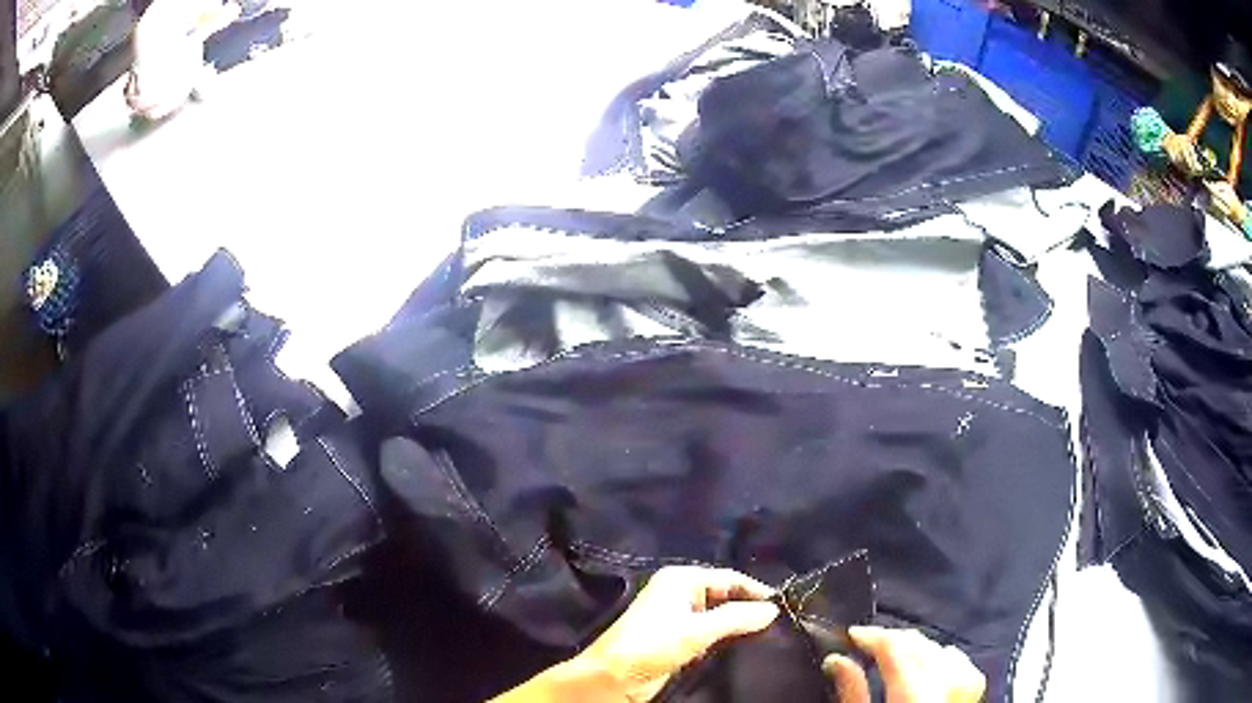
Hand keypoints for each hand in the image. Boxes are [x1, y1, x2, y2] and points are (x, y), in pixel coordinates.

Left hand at [492, 566, 778, 702]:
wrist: (612, 677)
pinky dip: (726, 637)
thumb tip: (774, 609)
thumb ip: (737, 618)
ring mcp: (678, 616)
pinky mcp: (677, 638)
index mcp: (681, 579)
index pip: (729, 578)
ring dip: (739, 625)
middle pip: (725, 595)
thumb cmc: (652, 645)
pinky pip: (710, 632)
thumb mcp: (697, 631)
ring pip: (719, 616)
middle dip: (749, 608)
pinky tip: (745, 646)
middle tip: (781, 623)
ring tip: (770, 635)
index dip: (756, 591)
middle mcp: (680, 592)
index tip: (785, 606)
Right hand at [824, 627, 985, 702]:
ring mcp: (961, 700)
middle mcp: (943, 695)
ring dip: (923, 647)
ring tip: (899, 651)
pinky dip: (949, 660)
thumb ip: (851, 694)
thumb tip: (837, 660)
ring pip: (950, 656)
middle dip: (898, 639)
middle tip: (869, 642)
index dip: (876, 637)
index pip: (899, 653)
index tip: (852, 634)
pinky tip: (935, 663)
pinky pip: (967, 671)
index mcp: (912, 702)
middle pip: (926, 650)